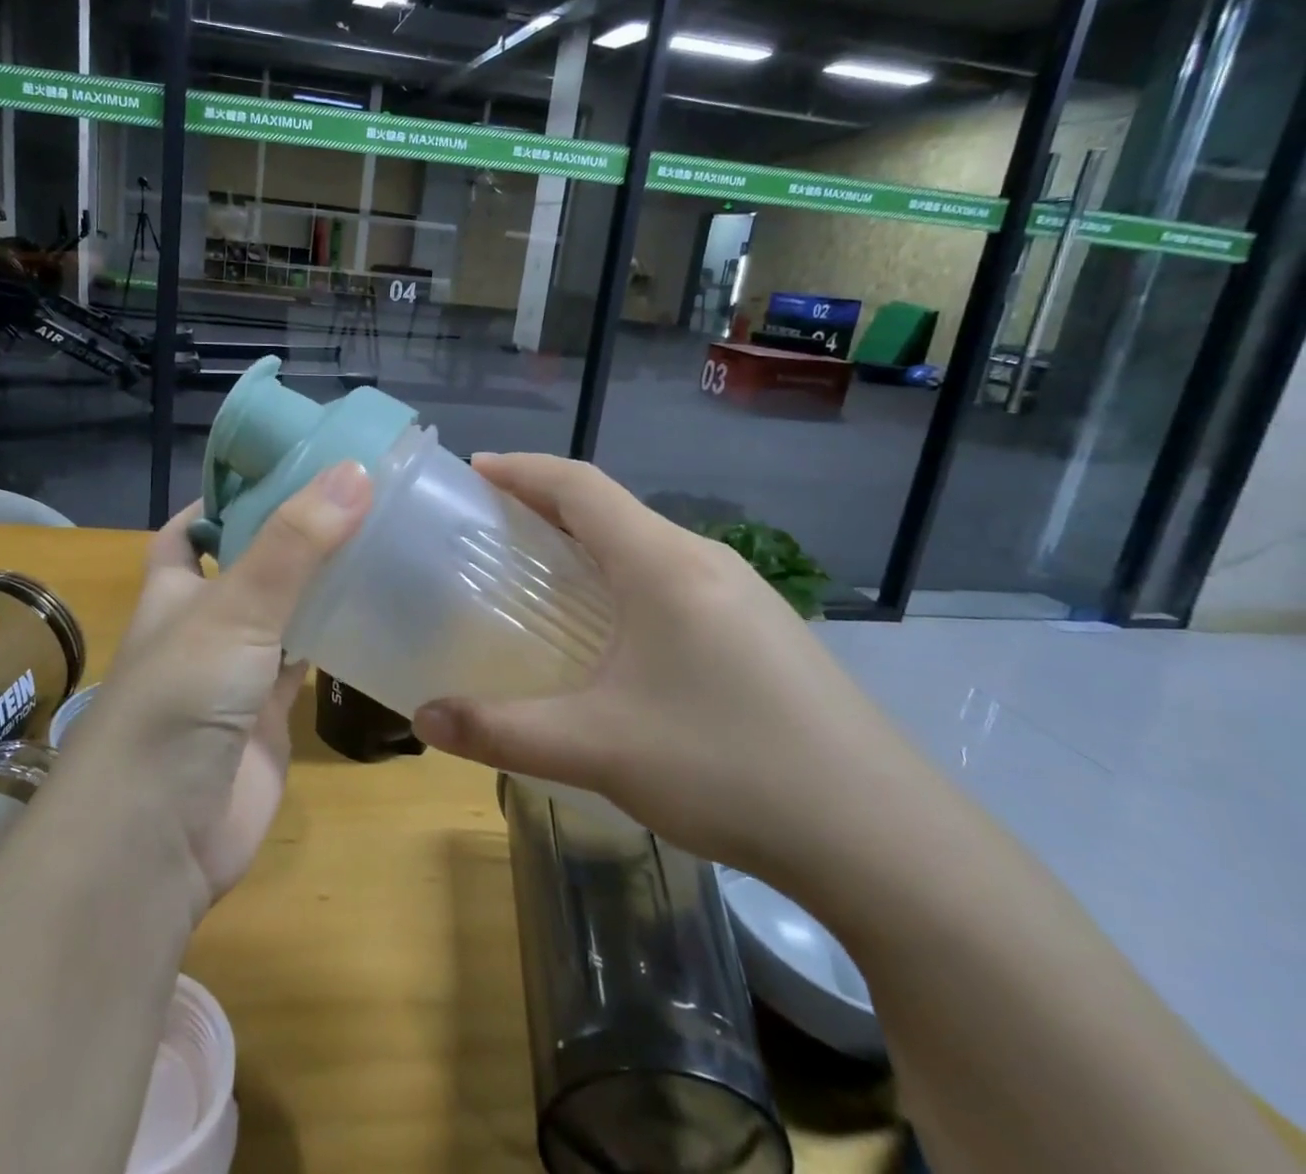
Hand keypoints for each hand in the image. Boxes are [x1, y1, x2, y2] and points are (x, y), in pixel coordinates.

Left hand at [61, 462, 371, 912]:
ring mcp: (238, 672)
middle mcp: (204, 625)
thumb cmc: (179, 701)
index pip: (192, 529)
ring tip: (378, 539)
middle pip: (248, 566)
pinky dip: (335, 640)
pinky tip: (378, 612)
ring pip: (283, 613)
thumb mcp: (234, 610)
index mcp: (175, 589)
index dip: (226, 498)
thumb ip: (294, 544)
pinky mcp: (270, 716)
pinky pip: (307, 664)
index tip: (285, 467)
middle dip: (290, 536)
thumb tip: (355, 470)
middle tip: (355, 498)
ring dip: (319, 585)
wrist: (160, 837)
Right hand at [410, 453, 910, 879]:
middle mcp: (705, 562)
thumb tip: (423, 718)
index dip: (522, 469)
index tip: (473, 471)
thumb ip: (500, 731)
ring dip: (591, 542)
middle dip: (548, 504)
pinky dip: (626, 576)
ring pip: (648, 544)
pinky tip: (618, 631)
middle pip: (613, 508)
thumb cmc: (729, 768)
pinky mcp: (765, 630)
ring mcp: (745, 594)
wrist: (886, 839)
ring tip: (545, 573)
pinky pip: (676, 578)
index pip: (580, 486)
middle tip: (494, 526)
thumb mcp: (598, 748)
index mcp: (662, 565)